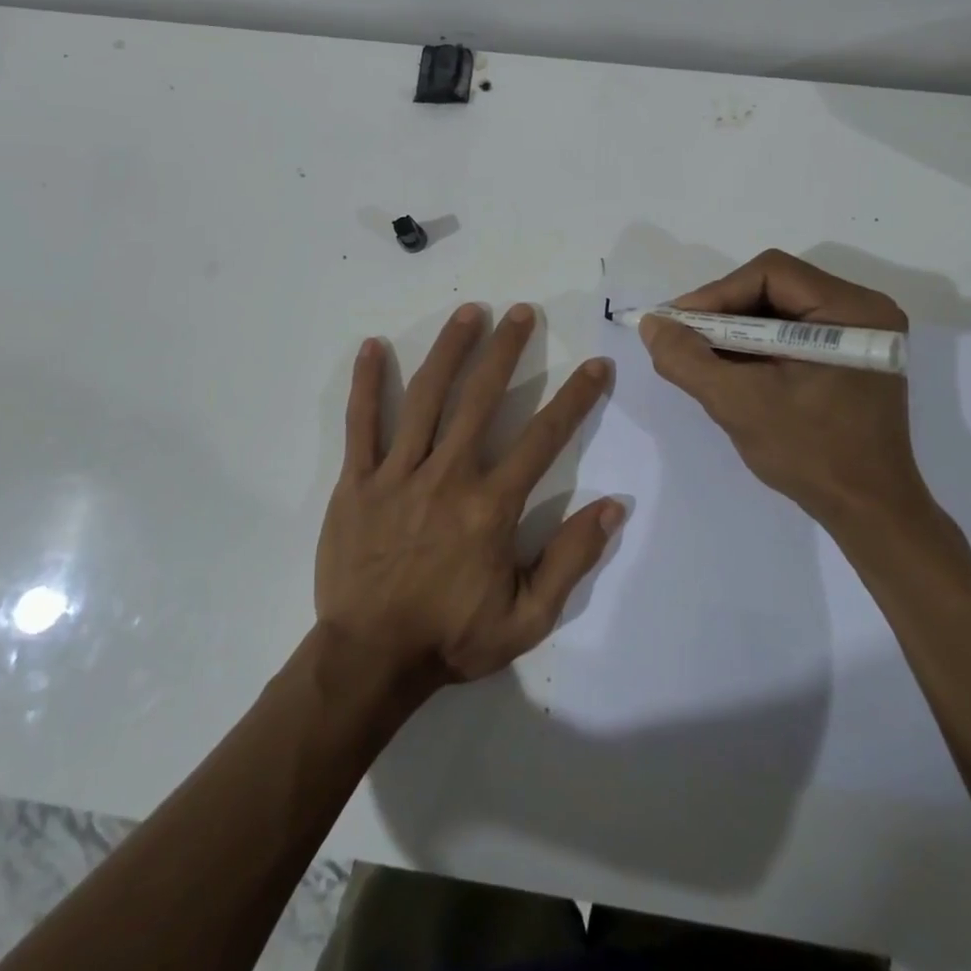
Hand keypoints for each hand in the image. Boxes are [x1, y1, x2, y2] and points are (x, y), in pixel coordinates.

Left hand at [316, 303, 623, 688]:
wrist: (370, 659)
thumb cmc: (451, 638)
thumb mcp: (528, 617)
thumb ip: (571, 559)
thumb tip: (613, 505)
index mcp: (491, 506)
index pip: (544, 437)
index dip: (575, 398)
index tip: (595, 365)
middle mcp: (448, 476)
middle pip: (481, 398)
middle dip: (506, 351)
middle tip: (522, 311)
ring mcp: (398, 473)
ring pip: (426, 398)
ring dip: (450, 350)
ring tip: (469, 312)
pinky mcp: (358, 481)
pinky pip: (362, 424)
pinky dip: (367, 383)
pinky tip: (373, 346)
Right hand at [639, 250, 936, 532]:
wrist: (867, 511)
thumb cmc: (810, 453)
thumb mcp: (738, 403)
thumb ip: (687, 359)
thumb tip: (652, 323)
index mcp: (850, 310)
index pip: (770, 273)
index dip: (716, 294)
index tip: (678, 325)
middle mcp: (861, 310)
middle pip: (774, 288)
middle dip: (722, 313)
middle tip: (684, 339)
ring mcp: (857, 335)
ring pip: (778, 311)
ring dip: (734, 331)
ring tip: (700, 356)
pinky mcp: (847, 358)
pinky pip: (790, 335)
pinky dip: (754, 347)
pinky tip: (730, 370)